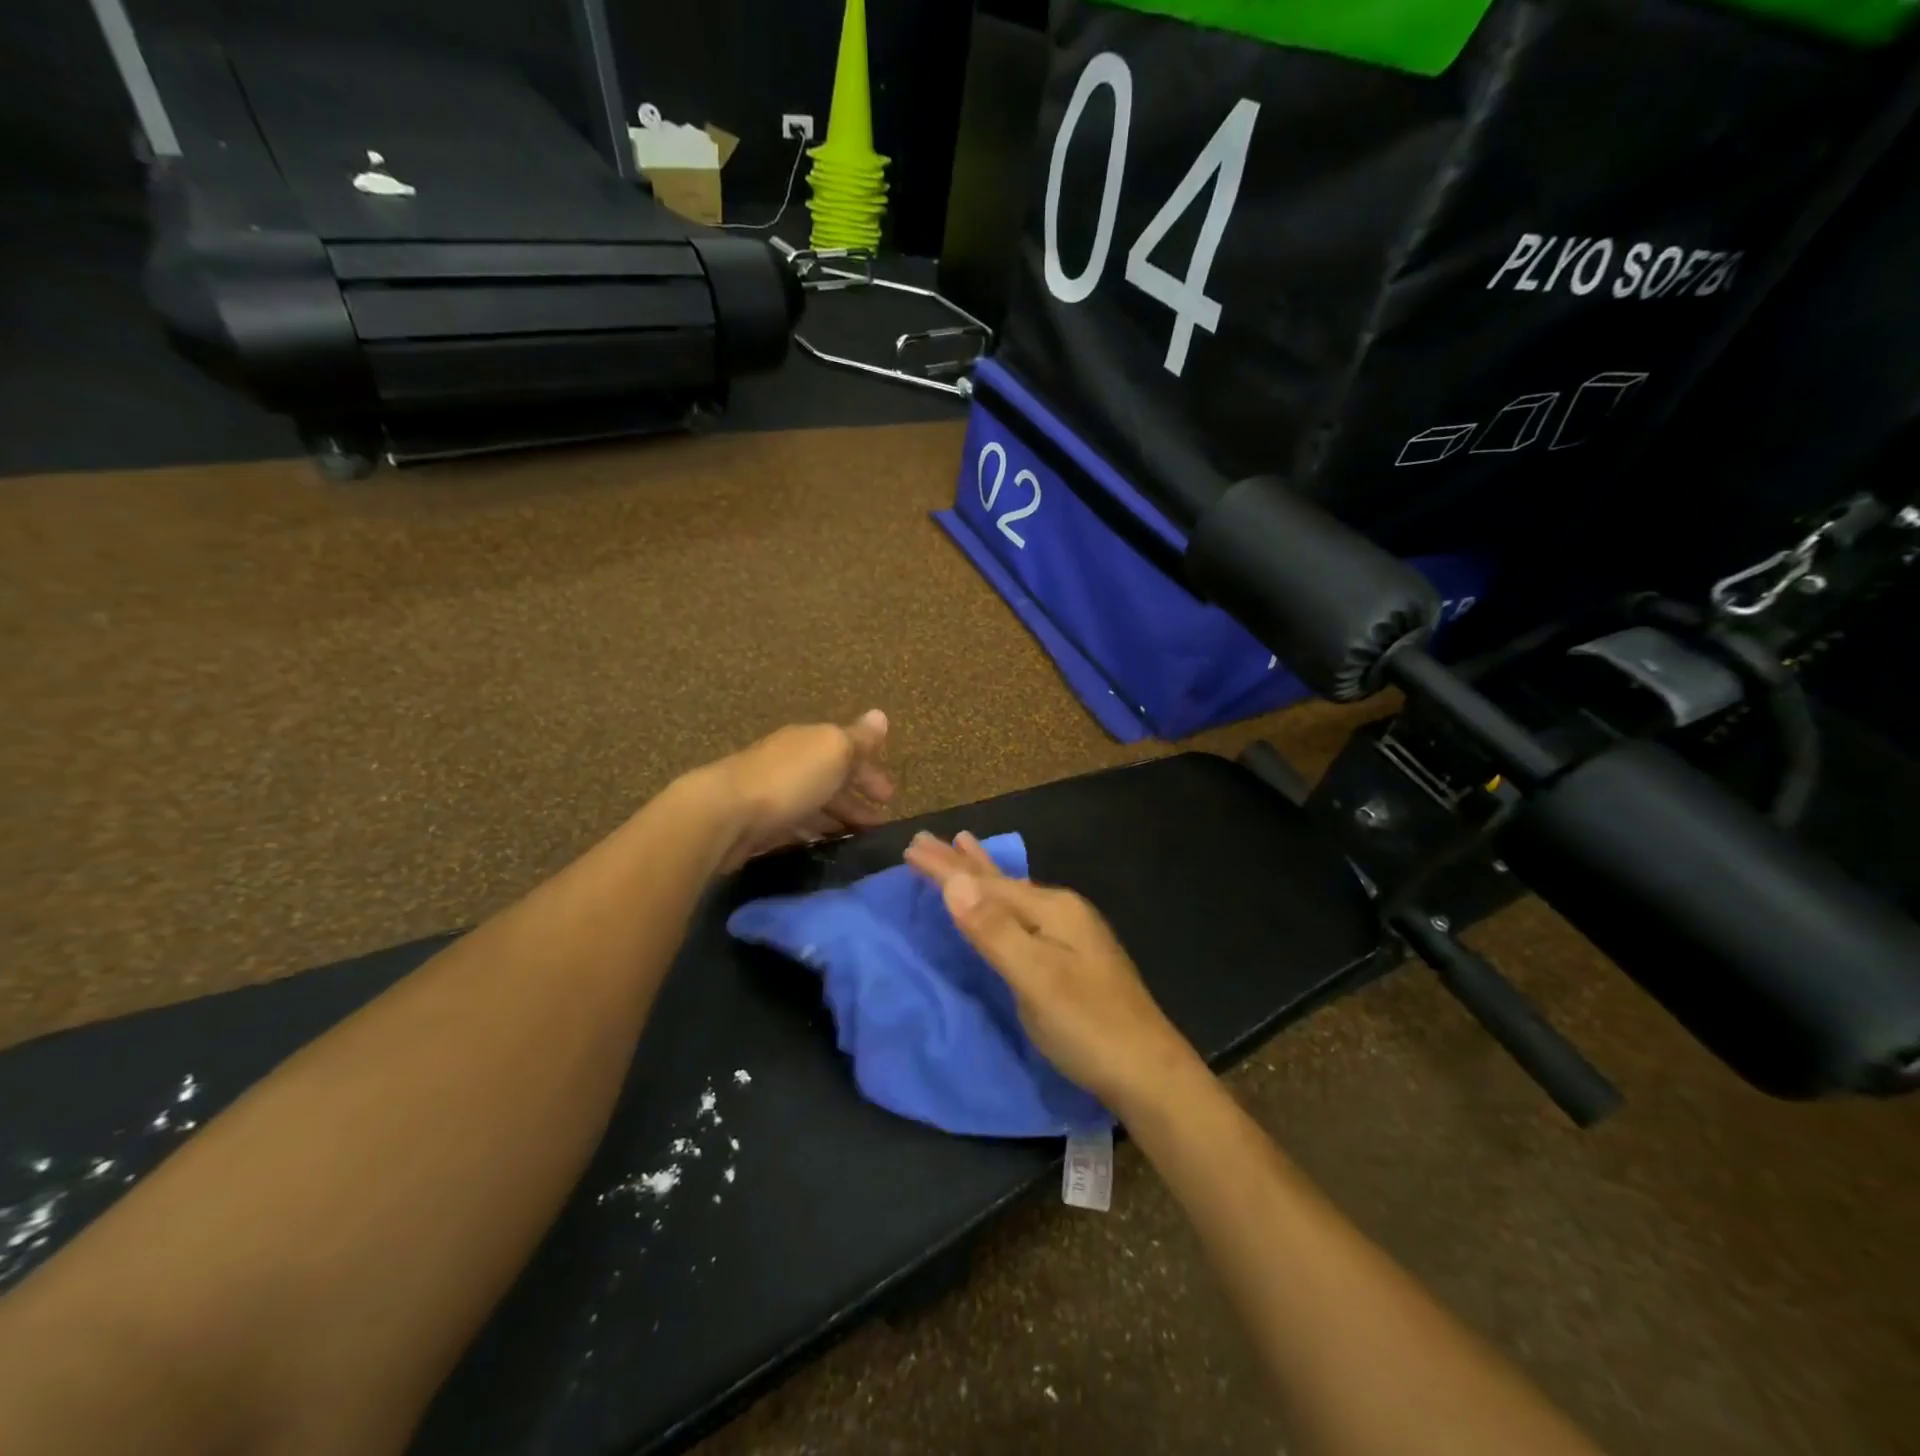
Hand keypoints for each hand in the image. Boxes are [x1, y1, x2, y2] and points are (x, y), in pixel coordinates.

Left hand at [695, 709, 893, 872]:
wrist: (726, 814)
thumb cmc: (789, 779)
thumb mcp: (833, 750)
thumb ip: (858, 738)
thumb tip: (881, 715)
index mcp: (810, 742)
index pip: (847, 751)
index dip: (870, 772)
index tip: (890, 798)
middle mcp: (791, 763)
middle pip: (831, 779)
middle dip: (857, 799)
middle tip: (879, 825)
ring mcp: (773, 794)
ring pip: (814, 805)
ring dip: (838, 818)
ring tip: (858, 840)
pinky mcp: (760, 825)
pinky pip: (796, 826)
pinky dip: (815, 833)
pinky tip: (825, 846)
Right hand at [903, 832, 1200, 1111]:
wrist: (1148, 1073)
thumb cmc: (1088, 1026)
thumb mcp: (1036, 978)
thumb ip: (994, 930)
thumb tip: (954, 881)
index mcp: (1052, 909)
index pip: (986, 883)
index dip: (946, 868)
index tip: (909, 847)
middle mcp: (1063, 911)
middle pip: (1000, 881)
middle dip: (961, 862)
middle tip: (924, 840)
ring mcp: (1071, 933)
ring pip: (1013, 894)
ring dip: (982, 875)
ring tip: (963, 846)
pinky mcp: (1072, 956)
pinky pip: (1022, 913)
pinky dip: (1000, 900)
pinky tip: (1005, 900)